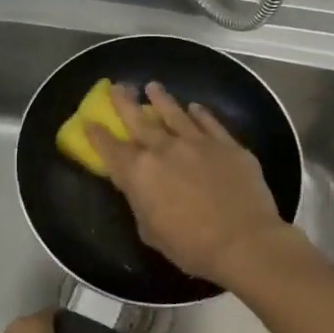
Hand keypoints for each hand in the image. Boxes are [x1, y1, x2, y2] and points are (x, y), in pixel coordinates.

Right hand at [85, 81, 293, 282]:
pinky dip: (200, 114)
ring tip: (153, 86)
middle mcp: (164, 149)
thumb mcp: (150, 230)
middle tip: (119, 86)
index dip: (97, 134)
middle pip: (139, 120)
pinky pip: (210, 123)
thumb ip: (140, 202)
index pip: (110, 148)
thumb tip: (141, 187)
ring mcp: (198, 142)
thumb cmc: (190, 246)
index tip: (90, 120)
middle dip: (125, 102)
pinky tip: (195, 107)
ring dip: (162, 99)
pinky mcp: (227, 145)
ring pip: (174, 113)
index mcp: (139, 172)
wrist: (243, 242)